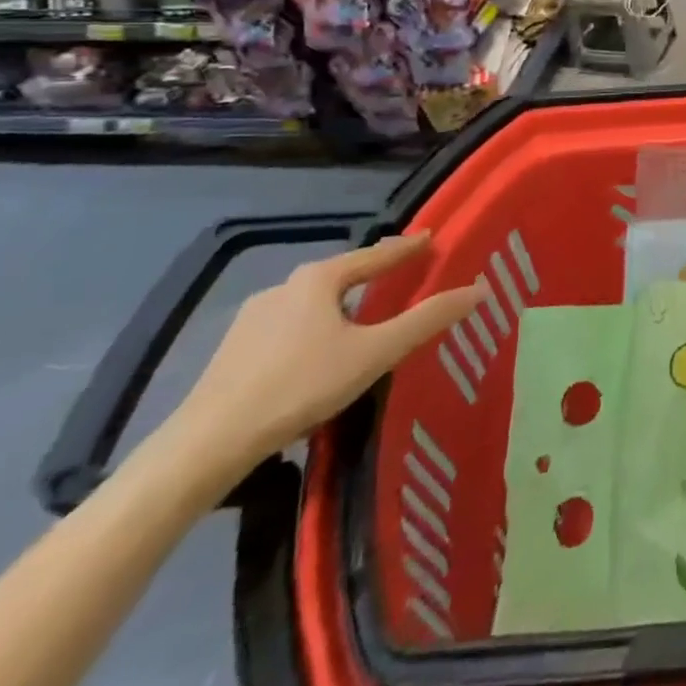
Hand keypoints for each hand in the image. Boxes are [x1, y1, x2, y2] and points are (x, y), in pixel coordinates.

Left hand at [165, 235, 481, 489]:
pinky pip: (290, 326)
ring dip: (342, 304)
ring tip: (365, 319)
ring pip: (313, 302)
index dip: (407, 247)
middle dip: (373, 274)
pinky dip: (314, 328)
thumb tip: (480, 289)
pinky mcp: (233, 350)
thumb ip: (427, 319)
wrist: (205, 446)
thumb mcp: (375, 353)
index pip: (376, 254)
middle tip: (403, 278)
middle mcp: (285, 286)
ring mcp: (253, 318)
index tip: (431, 239)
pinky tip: (319, 354)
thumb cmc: (299, 386)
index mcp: (319, 278)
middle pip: (342, 274)